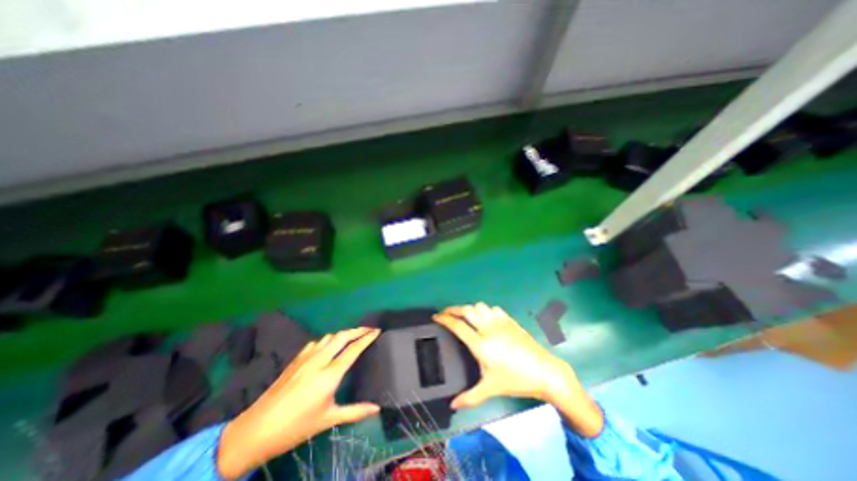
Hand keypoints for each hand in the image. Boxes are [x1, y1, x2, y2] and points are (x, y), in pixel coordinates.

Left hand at [217, 325, 381, 479]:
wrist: (255, 430)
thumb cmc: (296, 427)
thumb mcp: (328, 420)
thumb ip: (354, 411)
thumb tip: (377, 409)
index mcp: (330, 374)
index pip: (353, 350)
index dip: (367, 338)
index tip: (377, 331)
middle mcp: (319, 360)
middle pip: (342, 337)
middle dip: (358, 330)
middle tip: (369, 329)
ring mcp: (306, 358)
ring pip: (329, 337)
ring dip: (343, 334)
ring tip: (353, 336)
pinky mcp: (296, 360)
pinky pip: (316, 342)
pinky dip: (328, 340)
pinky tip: (328, 346)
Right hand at [436, 304, 573, 405]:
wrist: (544, 371)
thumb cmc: (515, 380)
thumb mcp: (491, 388)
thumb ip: (470, 397)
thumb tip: (452, 405)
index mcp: (480, 344)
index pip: (458, 326)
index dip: (444, 319)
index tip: (436, 316)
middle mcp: (488, 328)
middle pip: (466, 310)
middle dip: (453, 309)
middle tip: (446, 313)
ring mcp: (500, 322)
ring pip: (479, 306)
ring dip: (469, 308)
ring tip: (465, 316)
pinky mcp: (509, 320)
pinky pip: (493, 308)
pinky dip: (485, 310)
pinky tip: (485, 317)